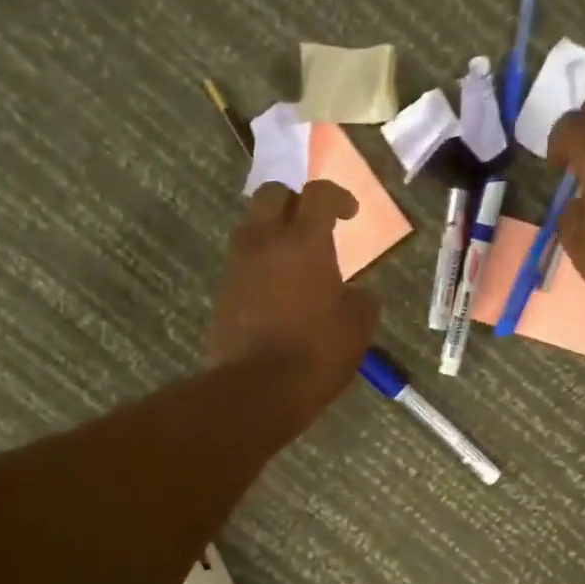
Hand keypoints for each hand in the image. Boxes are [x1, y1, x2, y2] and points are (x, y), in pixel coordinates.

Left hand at [209, 180, 381, 419]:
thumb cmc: (317, 354)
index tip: (350, 213)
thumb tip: (359, 294)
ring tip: (293, 259)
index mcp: (305, 243)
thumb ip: (362, 300)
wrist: (258, 389)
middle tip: (313, 224)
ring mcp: (238, 266)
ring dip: (272, 232)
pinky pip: (242, 262)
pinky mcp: (222, 292)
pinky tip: (277, 291)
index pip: (318, 194)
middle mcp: (265, 242)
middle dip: (294, 201)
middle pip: (272, 194)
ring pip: (251, 226)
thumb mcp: (358, 328)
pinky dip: (260, 264)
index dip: (337, 196)